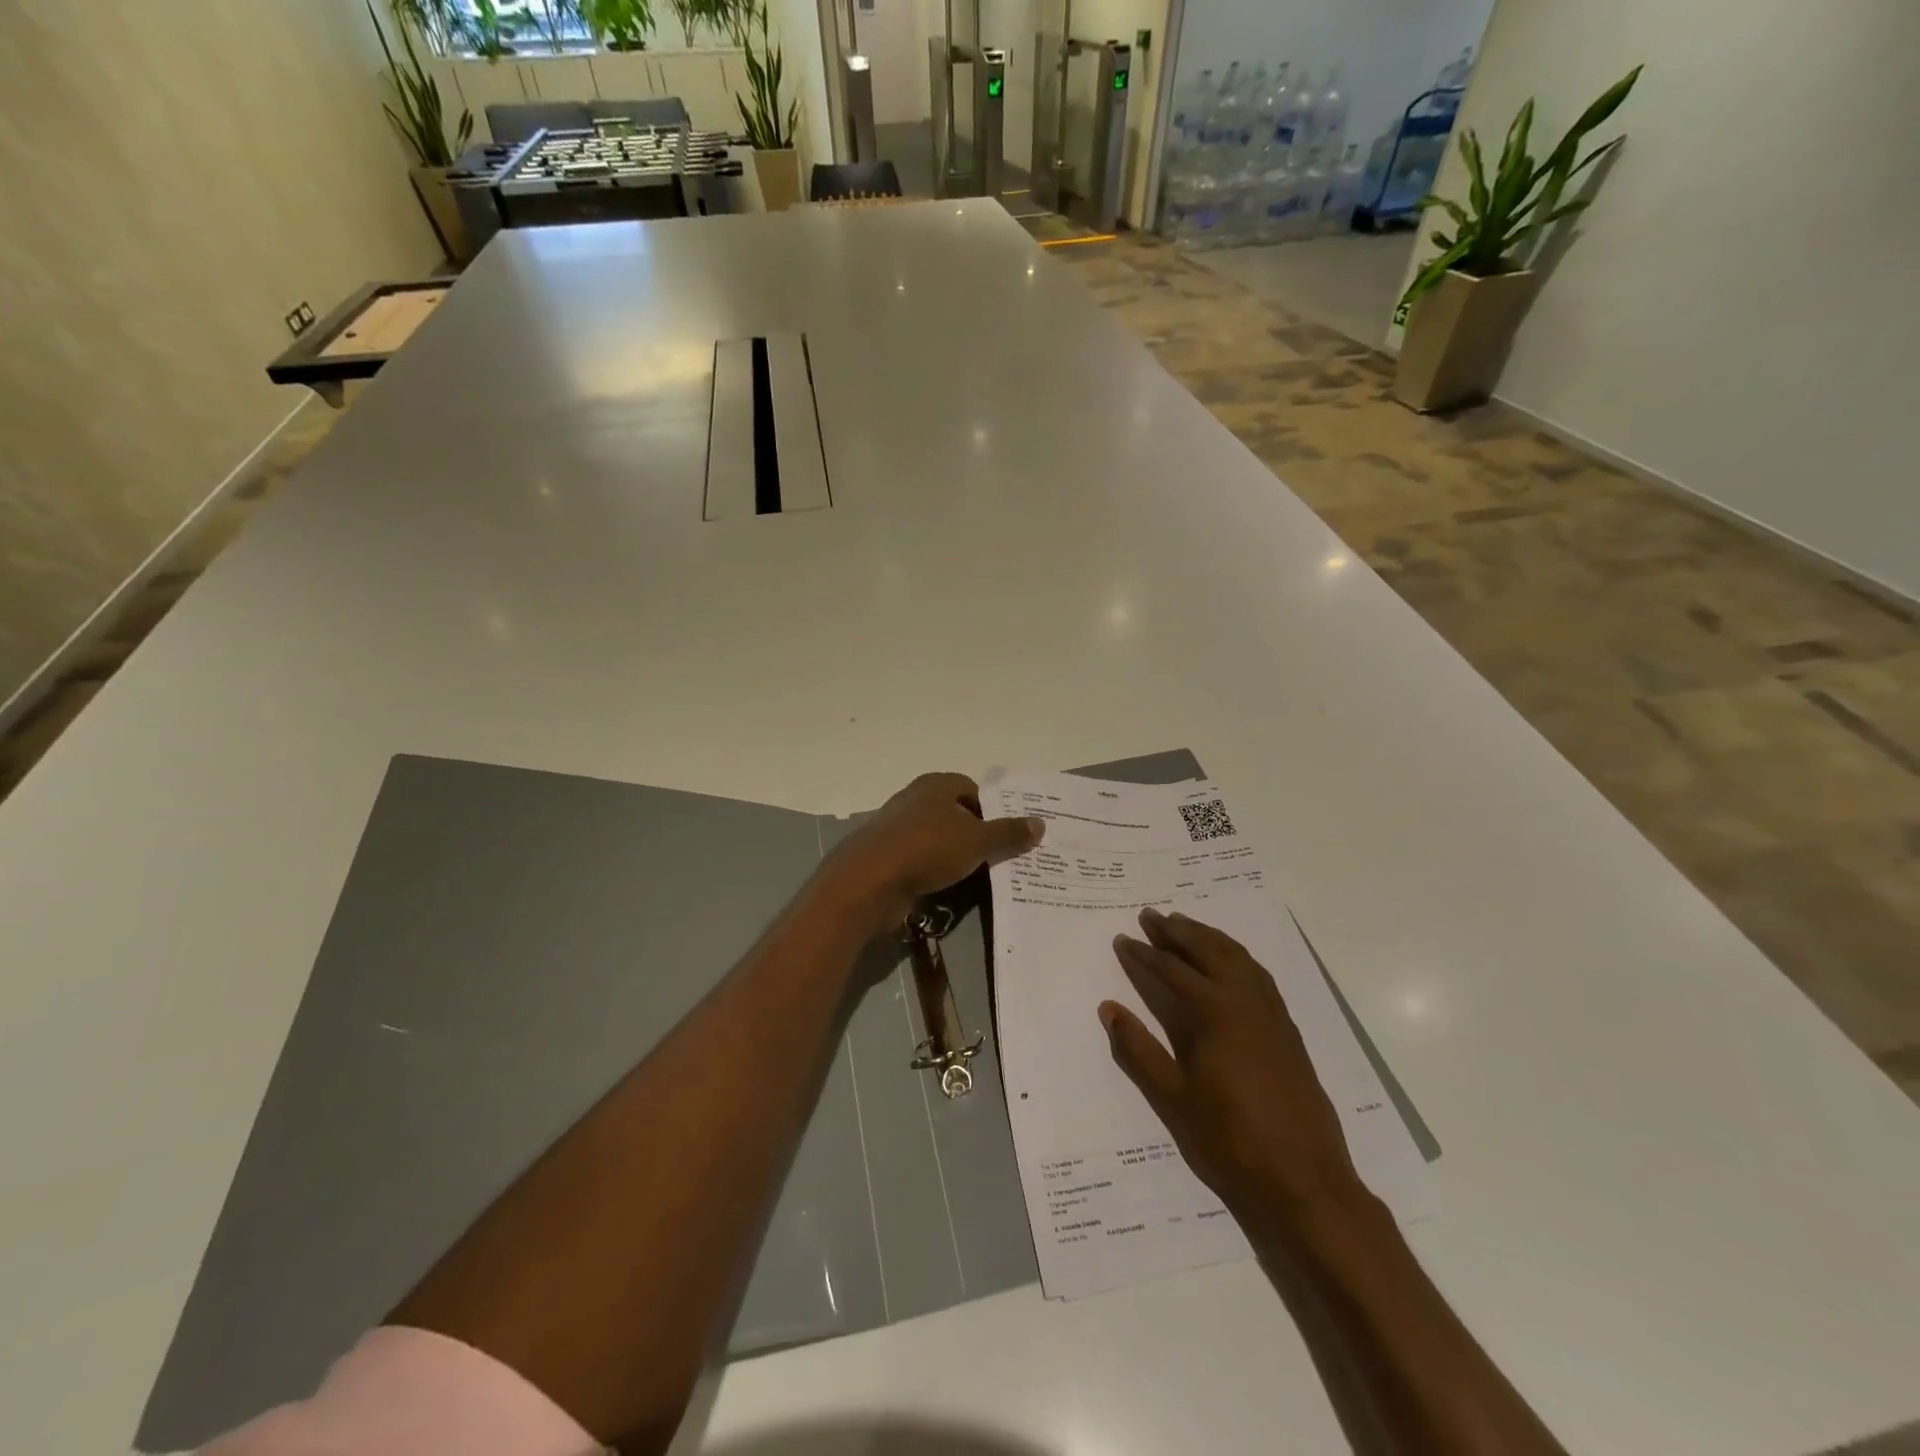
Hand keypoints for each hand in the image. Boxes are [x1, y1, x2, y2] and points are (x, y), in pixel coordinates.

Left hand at [824, 773, 1043, 931]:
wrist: (869, 881)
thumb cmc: (927, 849)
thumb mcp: (977, 841)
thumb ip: (1008, 832)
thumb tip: (1040, 823)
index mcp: (935, 786)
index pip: (972, 789)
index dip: (993, 809)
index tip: (1010, 834)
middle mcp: (915, 800)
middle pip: (955, 814)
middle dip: (977, 834)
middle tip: (1002, 857)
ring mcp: (898, 829)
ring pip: (938, 840)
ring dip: (956, 856)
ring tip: (981, 877)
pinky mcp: (888, 858)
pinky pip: (922, 862)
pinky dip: (937, 872)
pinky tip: (950, 889)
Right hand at [1103, 907, 1364, 1230]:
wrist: (1306, 1183)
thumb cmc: (1231, 1142)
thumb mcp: (1173, 1098)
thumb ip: (1138, 1049)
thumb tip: (1108, 1008)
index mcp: (1216, 1014)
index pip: (1172, 971)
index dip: (1144, 954)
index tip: (1122, 939)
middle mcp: (1247, 1002)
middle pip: (1209, 951)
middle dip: (1177, 931)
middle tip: (1151, 915)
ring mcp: (1273, 1014)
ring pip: (1238, 958)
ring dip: (1209, 937)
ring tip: (1185, 924)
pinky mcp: (1288, 1030)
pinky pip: (1259, 975)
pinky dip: (1236, 956)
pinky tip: (1229, 961)